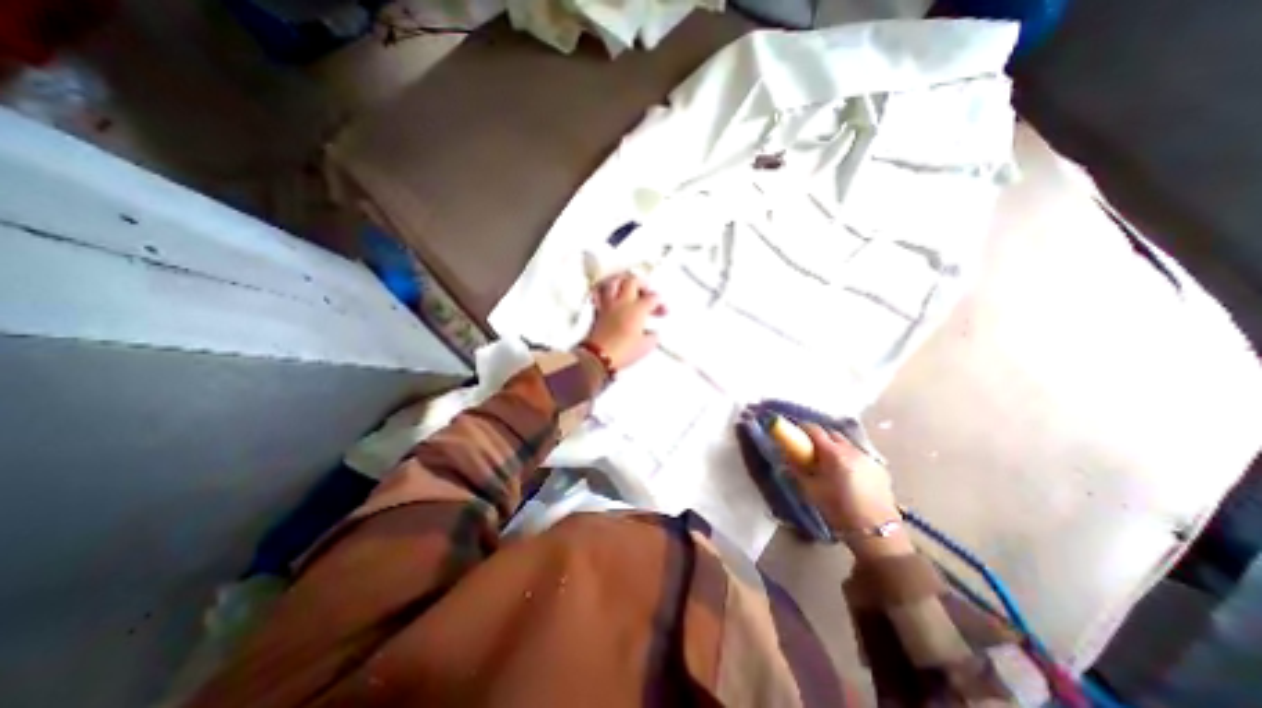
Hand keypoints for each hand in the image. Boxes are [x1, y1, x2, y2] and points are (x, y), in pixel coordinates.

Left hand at [584, 272, 664, 369]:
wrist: (599, 356)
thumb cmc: (622, 350)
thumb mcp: (645, 347)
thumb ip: (652, 337)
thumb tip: (653, 335)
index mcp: (637, 309)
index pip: (652, 298)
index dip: (660, 302)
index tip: (662, 309)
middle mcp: (623, 303)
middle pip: (633, 281)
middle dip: (642, 284)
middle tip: (647, 290)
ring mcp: (608, 305)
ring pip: (614, 282)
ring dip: (622, 282)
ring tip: (627, 286)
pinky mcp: (597, 311)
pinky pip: (600, 294)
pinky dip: (606, 292)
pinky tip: (609, 296)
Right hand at [786, 422, 907, 555]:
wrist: (876, 533)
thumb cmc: (838, 510)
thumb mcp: (811, 490)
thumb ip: (797, 470)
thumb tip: (784, 459)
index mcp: (834, 454)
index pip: (815, 430)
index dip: (803, 428)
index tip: (795, 431)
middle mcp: (852, 450)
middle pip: (832, 434)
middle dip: (820, 436)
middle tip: (809, 448)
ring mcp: (868, 458)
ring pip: (847, 444)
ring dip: (835, 446)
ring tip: (828, 461)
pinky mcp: (879, 469)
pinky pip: (859, 455)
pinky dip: (849, 457)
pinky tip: (846, 472)